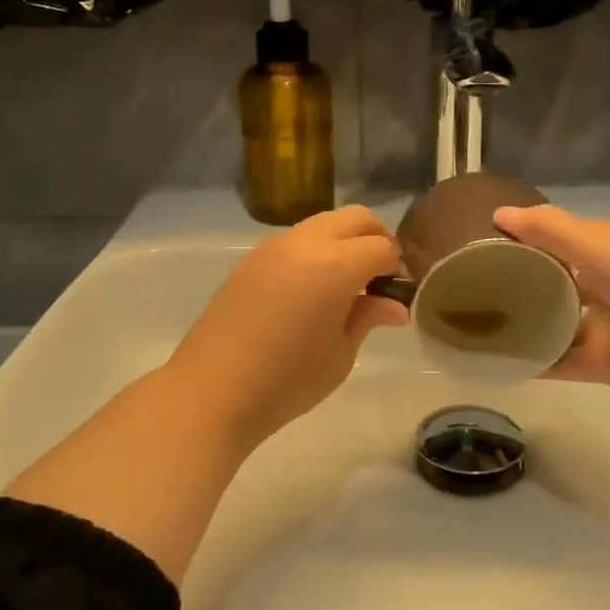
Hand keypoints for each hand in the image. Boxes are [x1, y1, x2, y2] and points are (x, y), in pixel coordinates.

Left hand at [167, 205, 407, 448]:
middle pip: (355, 218)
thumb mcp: (340, 354)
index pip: (382, 247)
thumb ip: (368, 317)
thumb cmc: (287, 380)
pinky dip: (316, 250)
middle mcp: (306, 243)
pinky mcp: (251, 259)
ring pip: (324, 223)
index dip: (397, 267)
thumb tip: (394, 305)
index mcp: (336, 265)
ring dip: (344, 242)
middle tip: (378, 279)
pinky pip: (296, 240)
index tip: (397, 292)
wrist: (213, 390)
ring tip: (345, 286)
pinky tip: (311, 290)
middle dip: (376, 239)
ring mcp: (274, 247)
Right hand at [493, 204, 609, 399]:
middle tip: (470, 291)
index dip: (522, 242)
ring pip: (552, 327)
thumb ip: (548, 229)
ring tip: (476, 329)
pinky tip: (500, 364)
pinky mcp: (602, 365)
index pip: (554, 243)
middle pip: (550, 287)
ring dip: (522, 328)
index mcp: (602, 253)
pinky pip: (560, 364)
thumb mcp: (595, 243)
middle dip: (517, 288)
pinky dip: (535, 364)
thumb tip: (498, 213)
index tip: (480, 245)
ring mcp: (601, 328)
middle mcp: (600, 288)